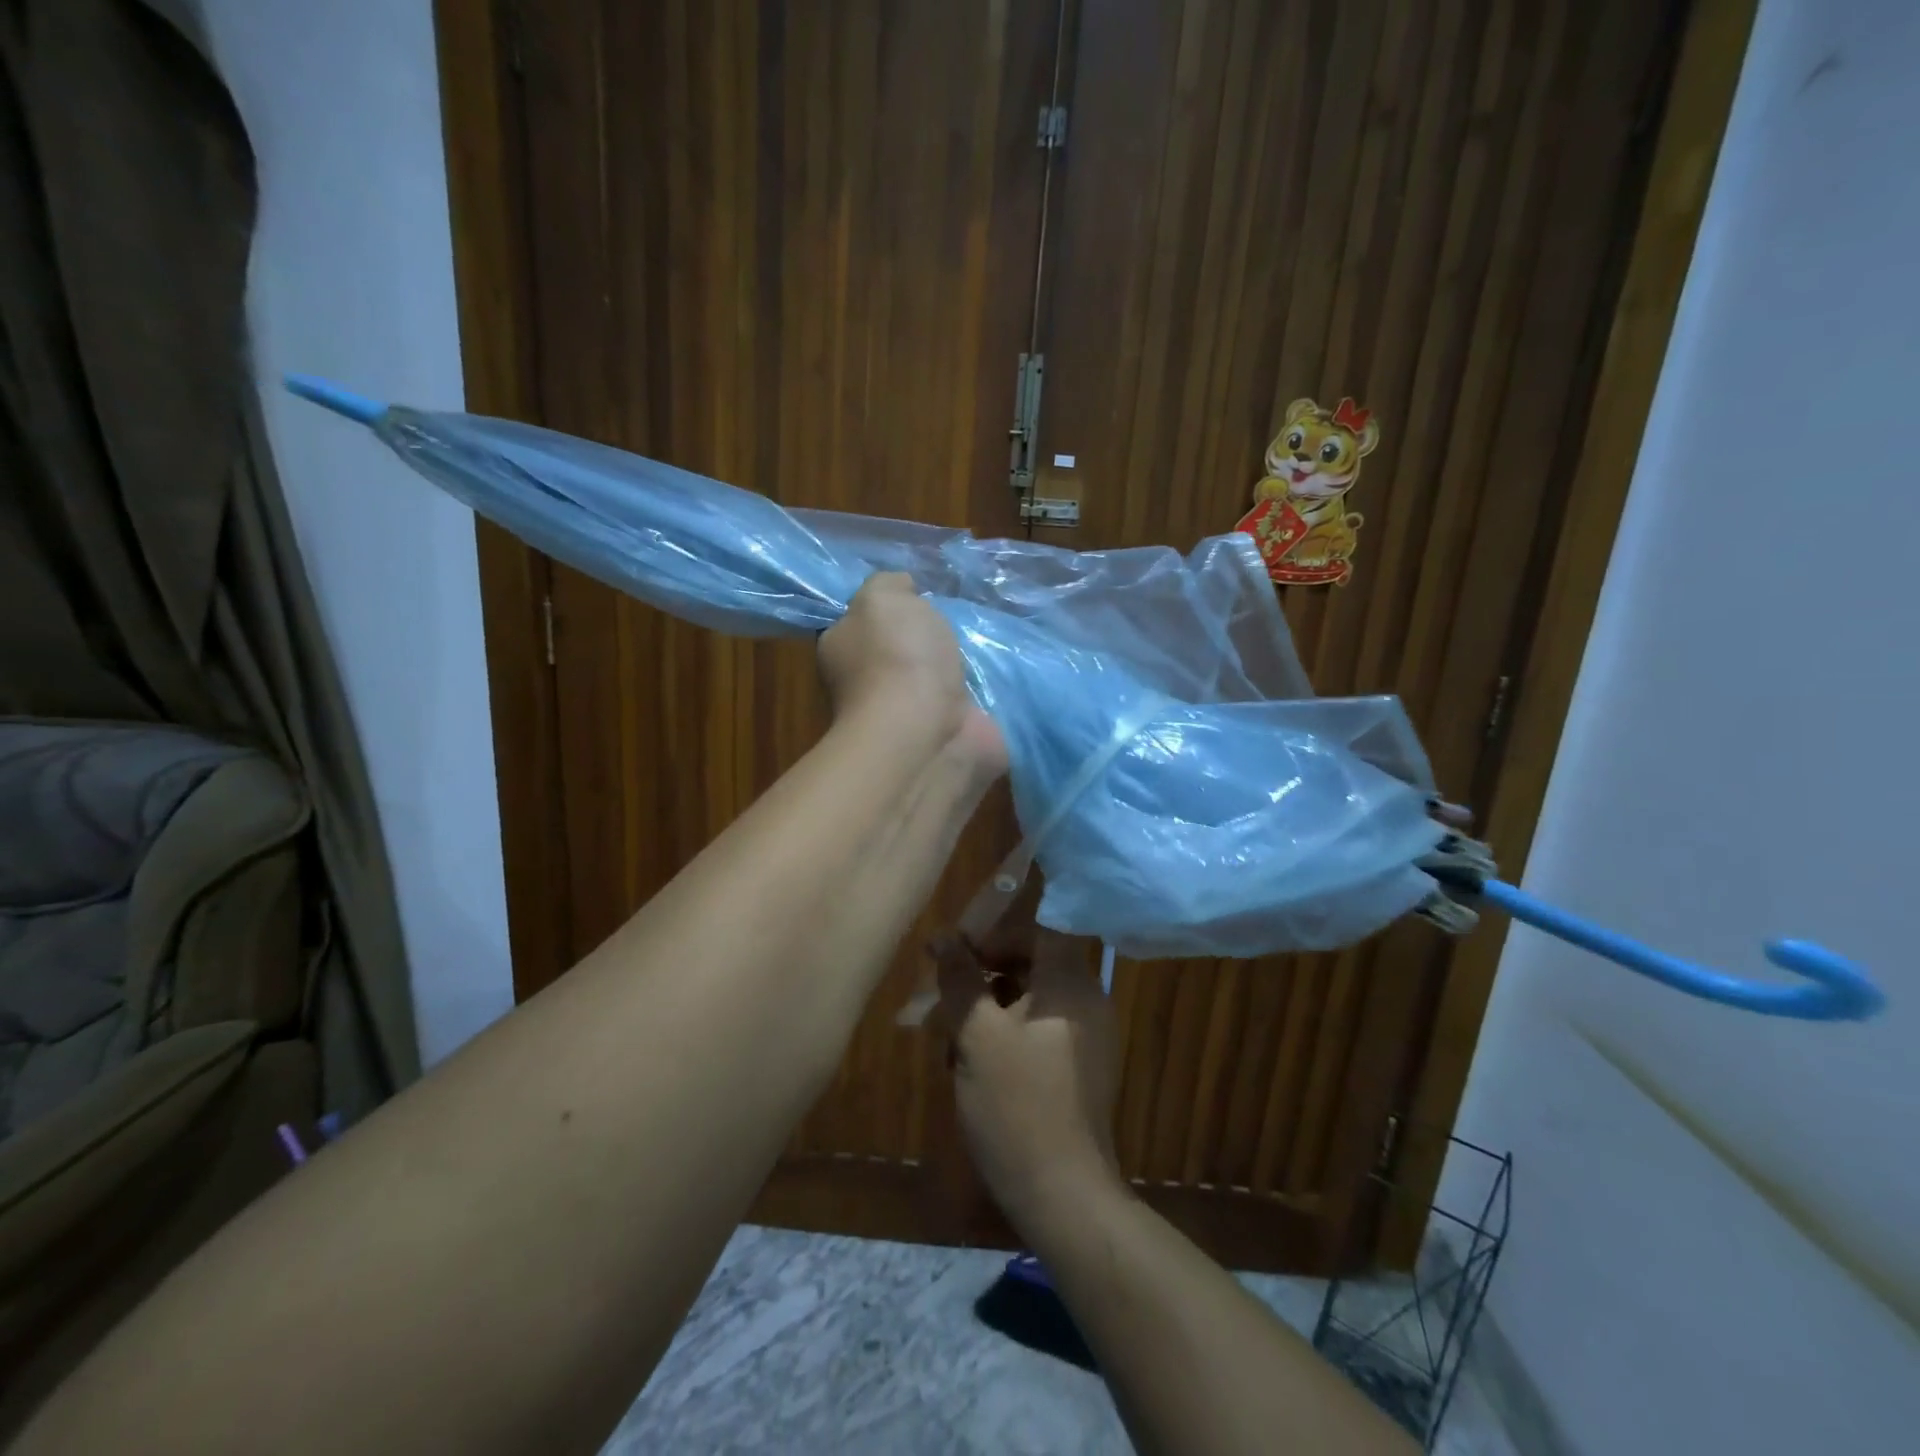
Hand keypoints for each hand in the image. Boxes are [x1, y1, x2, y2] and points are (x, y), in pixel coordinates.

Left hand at [819, 573, 1005, 773]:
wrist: (928, 731)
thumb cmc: (897, 658)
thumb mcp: (881, 598)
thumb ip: (888, 584)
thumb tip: (903, 588)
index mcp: (844, 649)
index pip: (860, 621)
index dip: (888, 605)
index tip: (917, 593)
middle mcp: (870, 682)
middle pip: (902, 648)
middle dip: (929, 635)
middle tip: (957, 614)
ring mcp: (911, 712)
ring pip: (937, 675)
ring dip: (959, 661)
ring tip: (986, 637)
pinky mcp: (950, 731)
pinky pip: (968, 701)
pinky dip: (984, 689)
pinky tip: (1002, 669)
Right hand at [935, 911, 1123, 1234]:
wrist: (1064, 1197)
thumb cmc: (1018, 1106)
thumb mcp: (978, 1037)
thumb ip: (961, 980)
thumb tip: (944, 937)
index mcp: (1071, 984)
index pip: (1038, 929)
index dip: (996, 931)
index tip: (958, 951)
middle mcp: (1087, 1002)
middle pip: (1031, 964)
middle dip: (983, 976)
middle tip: (944, 999)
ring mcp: (1087, 1038)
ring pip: (1029, 1001)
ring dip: (988, 1010)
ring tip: (949, 1042)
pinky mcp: (1079, 1069)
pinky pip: (1039, 1031)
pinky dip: (1005, 1037)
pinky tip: (972, 1067)